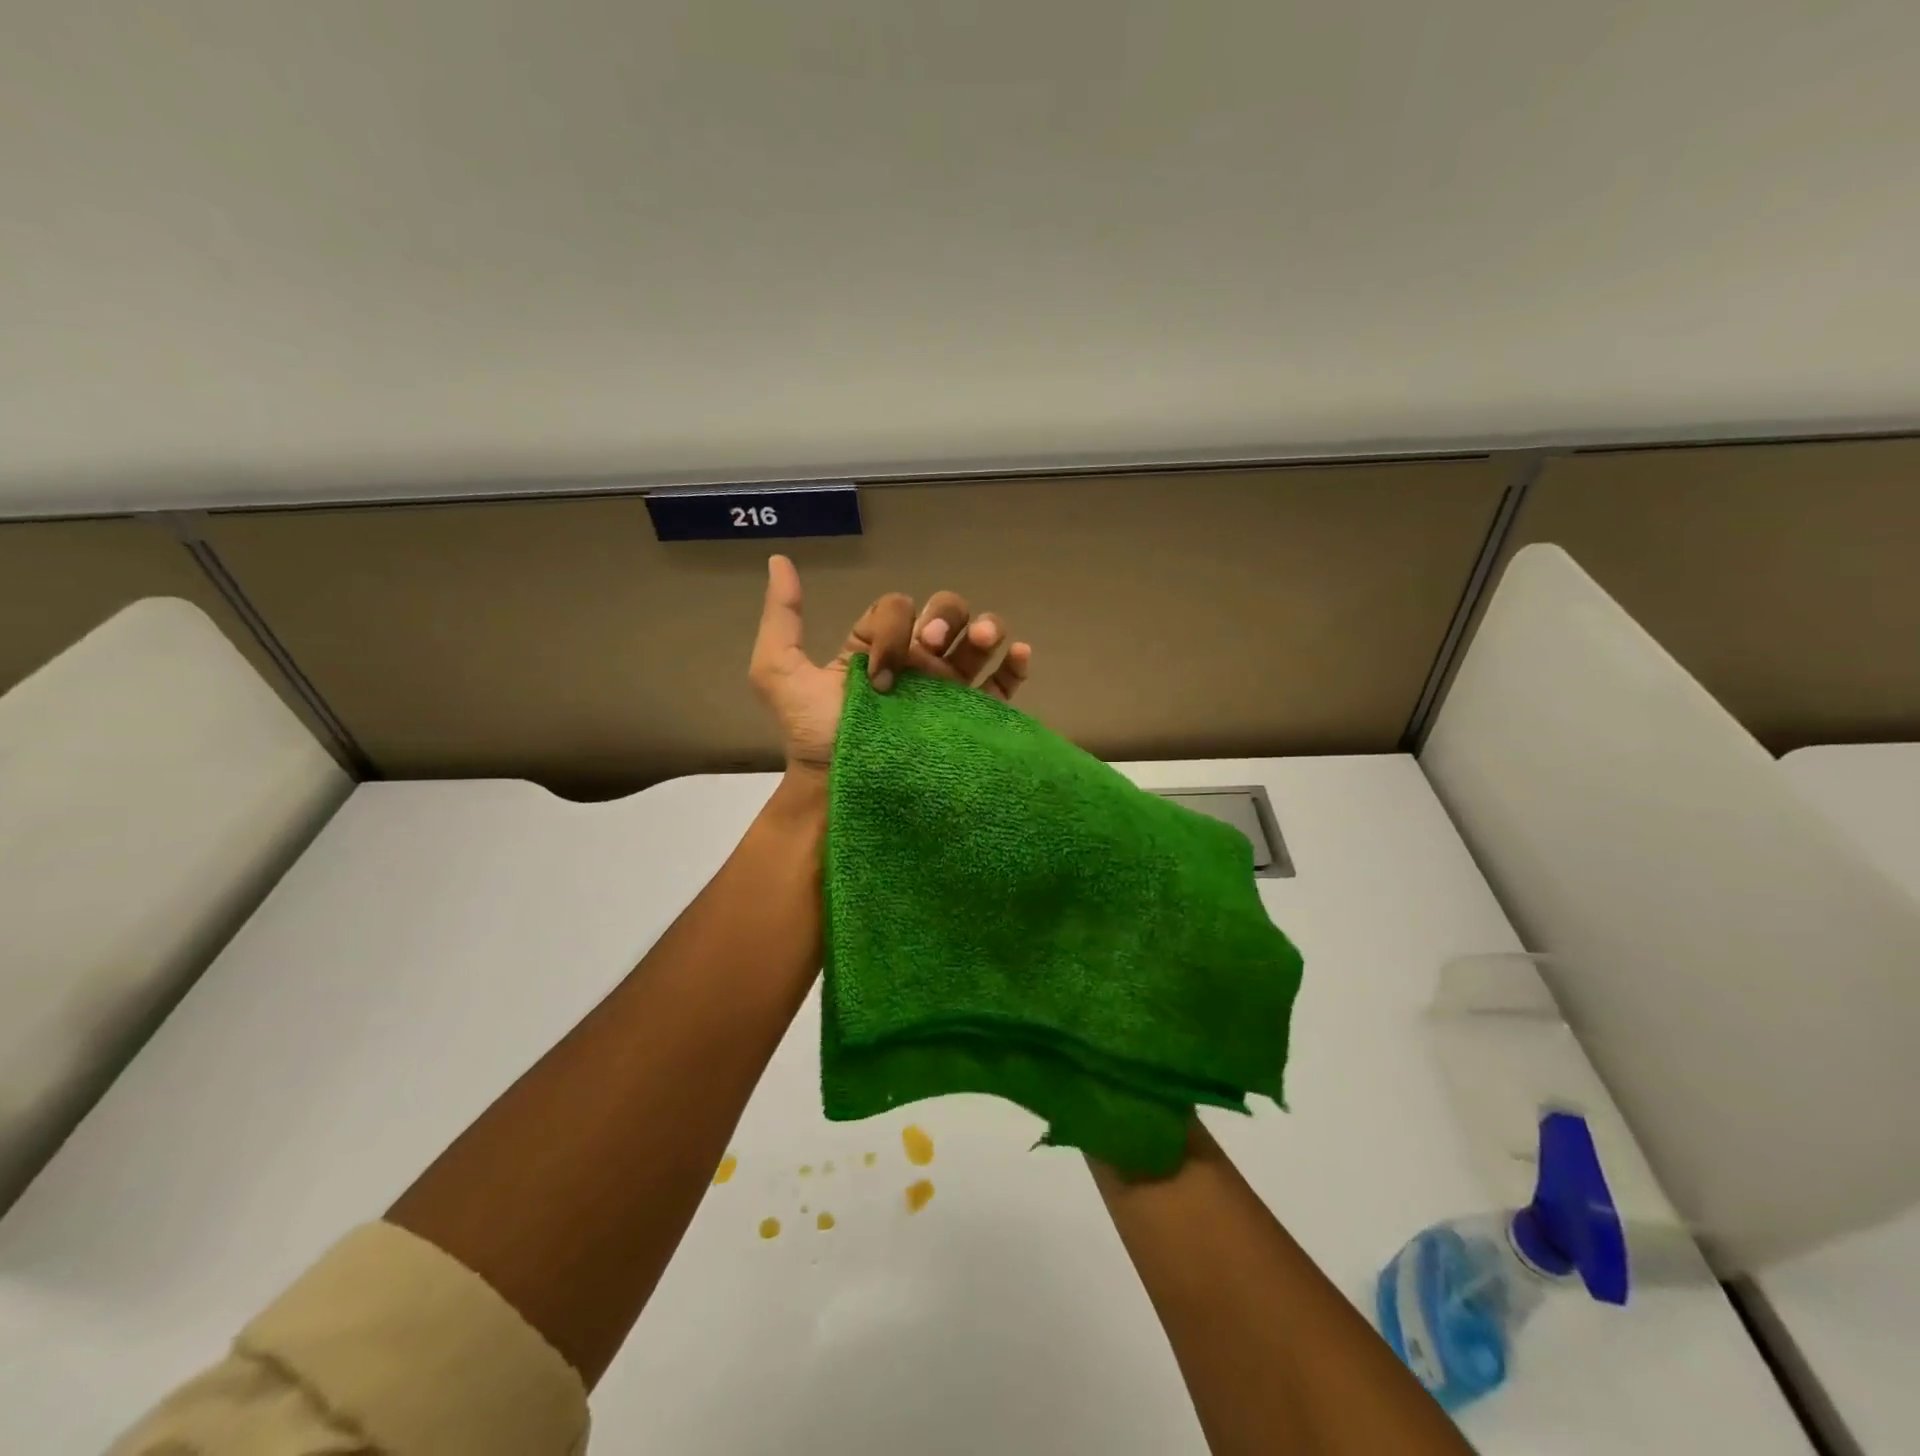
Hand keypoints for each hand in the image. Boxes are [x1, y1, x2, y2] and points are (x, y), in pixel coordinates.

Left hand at [749, 554, 1032, 775]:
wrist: (842, 789)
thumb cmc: (814, 735)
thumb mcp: (779, 673)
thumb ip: (782, 619)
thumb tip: (780, 562)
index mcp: (878, 649)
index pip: (898, 610)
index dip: (893, 624)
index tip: (880, 666)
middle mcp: (916, 664)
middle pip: (946, 614)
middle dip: (945, 617)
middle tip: (933, 646)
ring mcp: (946, 691)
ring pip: (978, 642)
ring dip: (986, 628)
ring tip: (984, 639)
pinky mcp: (971, 718)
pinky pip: (1001, 687)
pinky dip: (1015, 665)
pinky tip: (1018, 654)